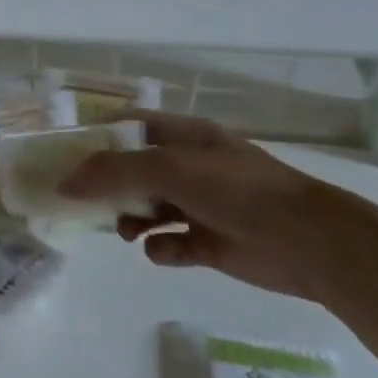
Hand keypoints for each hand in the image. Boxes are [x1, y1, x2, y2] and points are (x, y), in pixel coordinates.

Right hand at [59, 111, 377, 334]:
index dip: (96, 137)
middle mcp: (191, 167)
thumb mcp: (168, 169)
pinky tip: (160, 251)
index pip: (129, 126)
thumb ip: (112, 172)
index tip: (64, 155)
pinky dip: (160, 247)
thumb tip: (64, 182)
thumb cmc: (238, 191)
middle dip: (107, 185)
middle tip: (81, 201)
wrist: (313, 244)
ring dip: (130, 219)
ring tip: (126, 231)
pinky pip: (171, 243)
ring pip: (148, 207)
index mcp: (185, 137)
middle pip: (133, 170)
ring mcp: (202, 205)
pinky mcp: (211, 243)